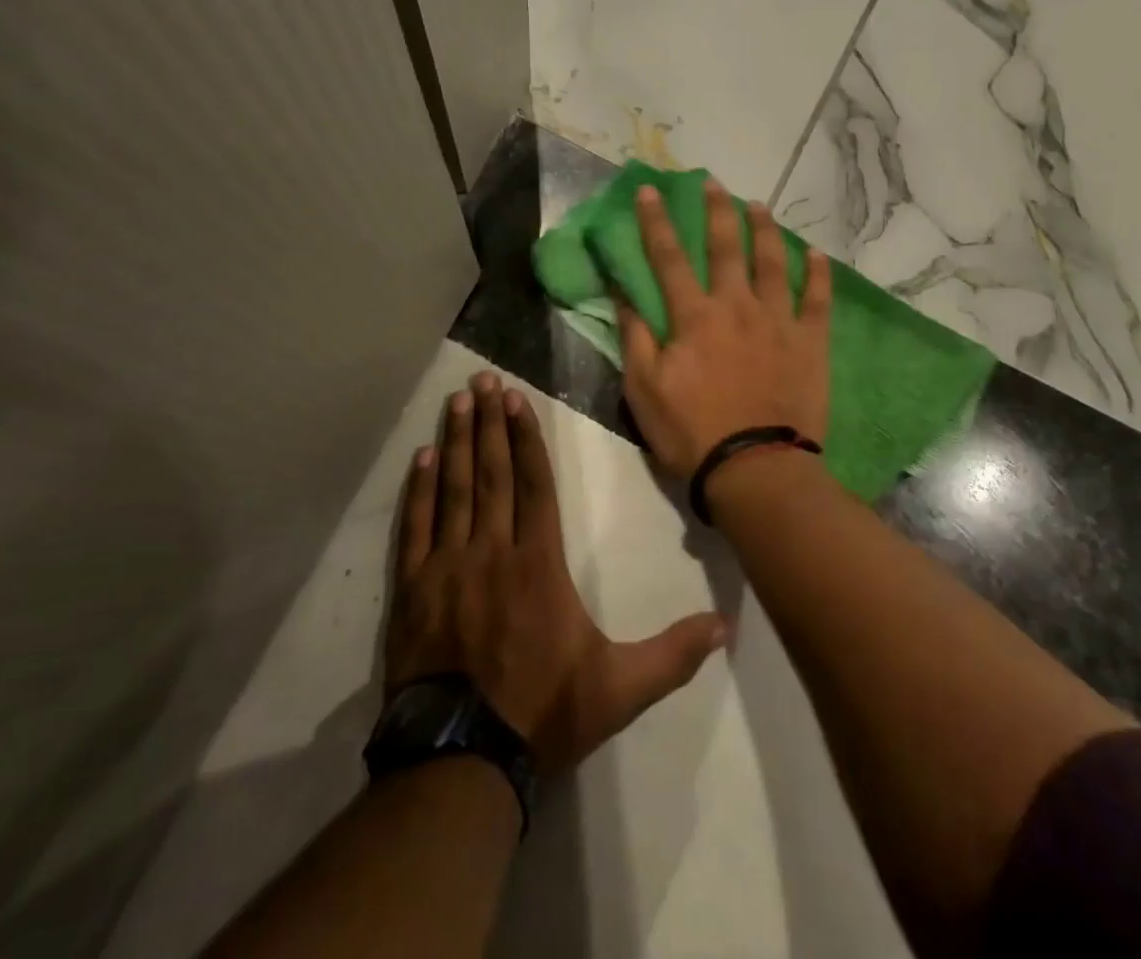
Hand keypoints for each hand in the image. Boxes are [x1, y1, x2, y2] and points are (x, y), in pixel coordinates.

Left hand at [385, 372, 728, 775]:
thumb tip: (728, 625)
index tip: (515, 400)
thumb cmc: (543, 713)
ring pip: (455, 490)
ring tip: (456, 401)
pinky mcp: (413, 589)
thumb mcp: (620, 688)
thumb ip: (673, 653)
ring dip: (456, 441)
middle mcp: (492, 551)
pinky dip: (419, 489)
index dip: (525, 439)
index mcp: (539, 564)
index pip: (534, 485)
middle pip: (493, 474)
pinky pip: (416, 527)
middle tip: (482, 381)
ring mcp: (447, 567)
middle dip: (489, 423)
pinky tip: (423, 457)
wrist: (461, 759)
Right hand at [616, 181, 831, 481]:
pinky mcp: (810, 342)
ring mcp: (778, 321)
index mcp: (693, 316)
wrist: (756, 468)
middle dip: (716, 210)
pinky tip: (815, 254)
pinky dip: (817, 275)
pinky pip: (817, 300)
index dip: (657, 222)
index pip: (669, 257)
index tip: (652, 190)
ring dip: (764, 229)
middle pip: (726, 247)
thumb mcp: (644, 388)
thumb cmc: (691, 431)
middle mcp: (736, 306)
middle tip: (714, 182)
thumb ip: (635, 336)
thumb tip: (621, 292)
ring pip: (772, 262)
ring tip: (758, 205)